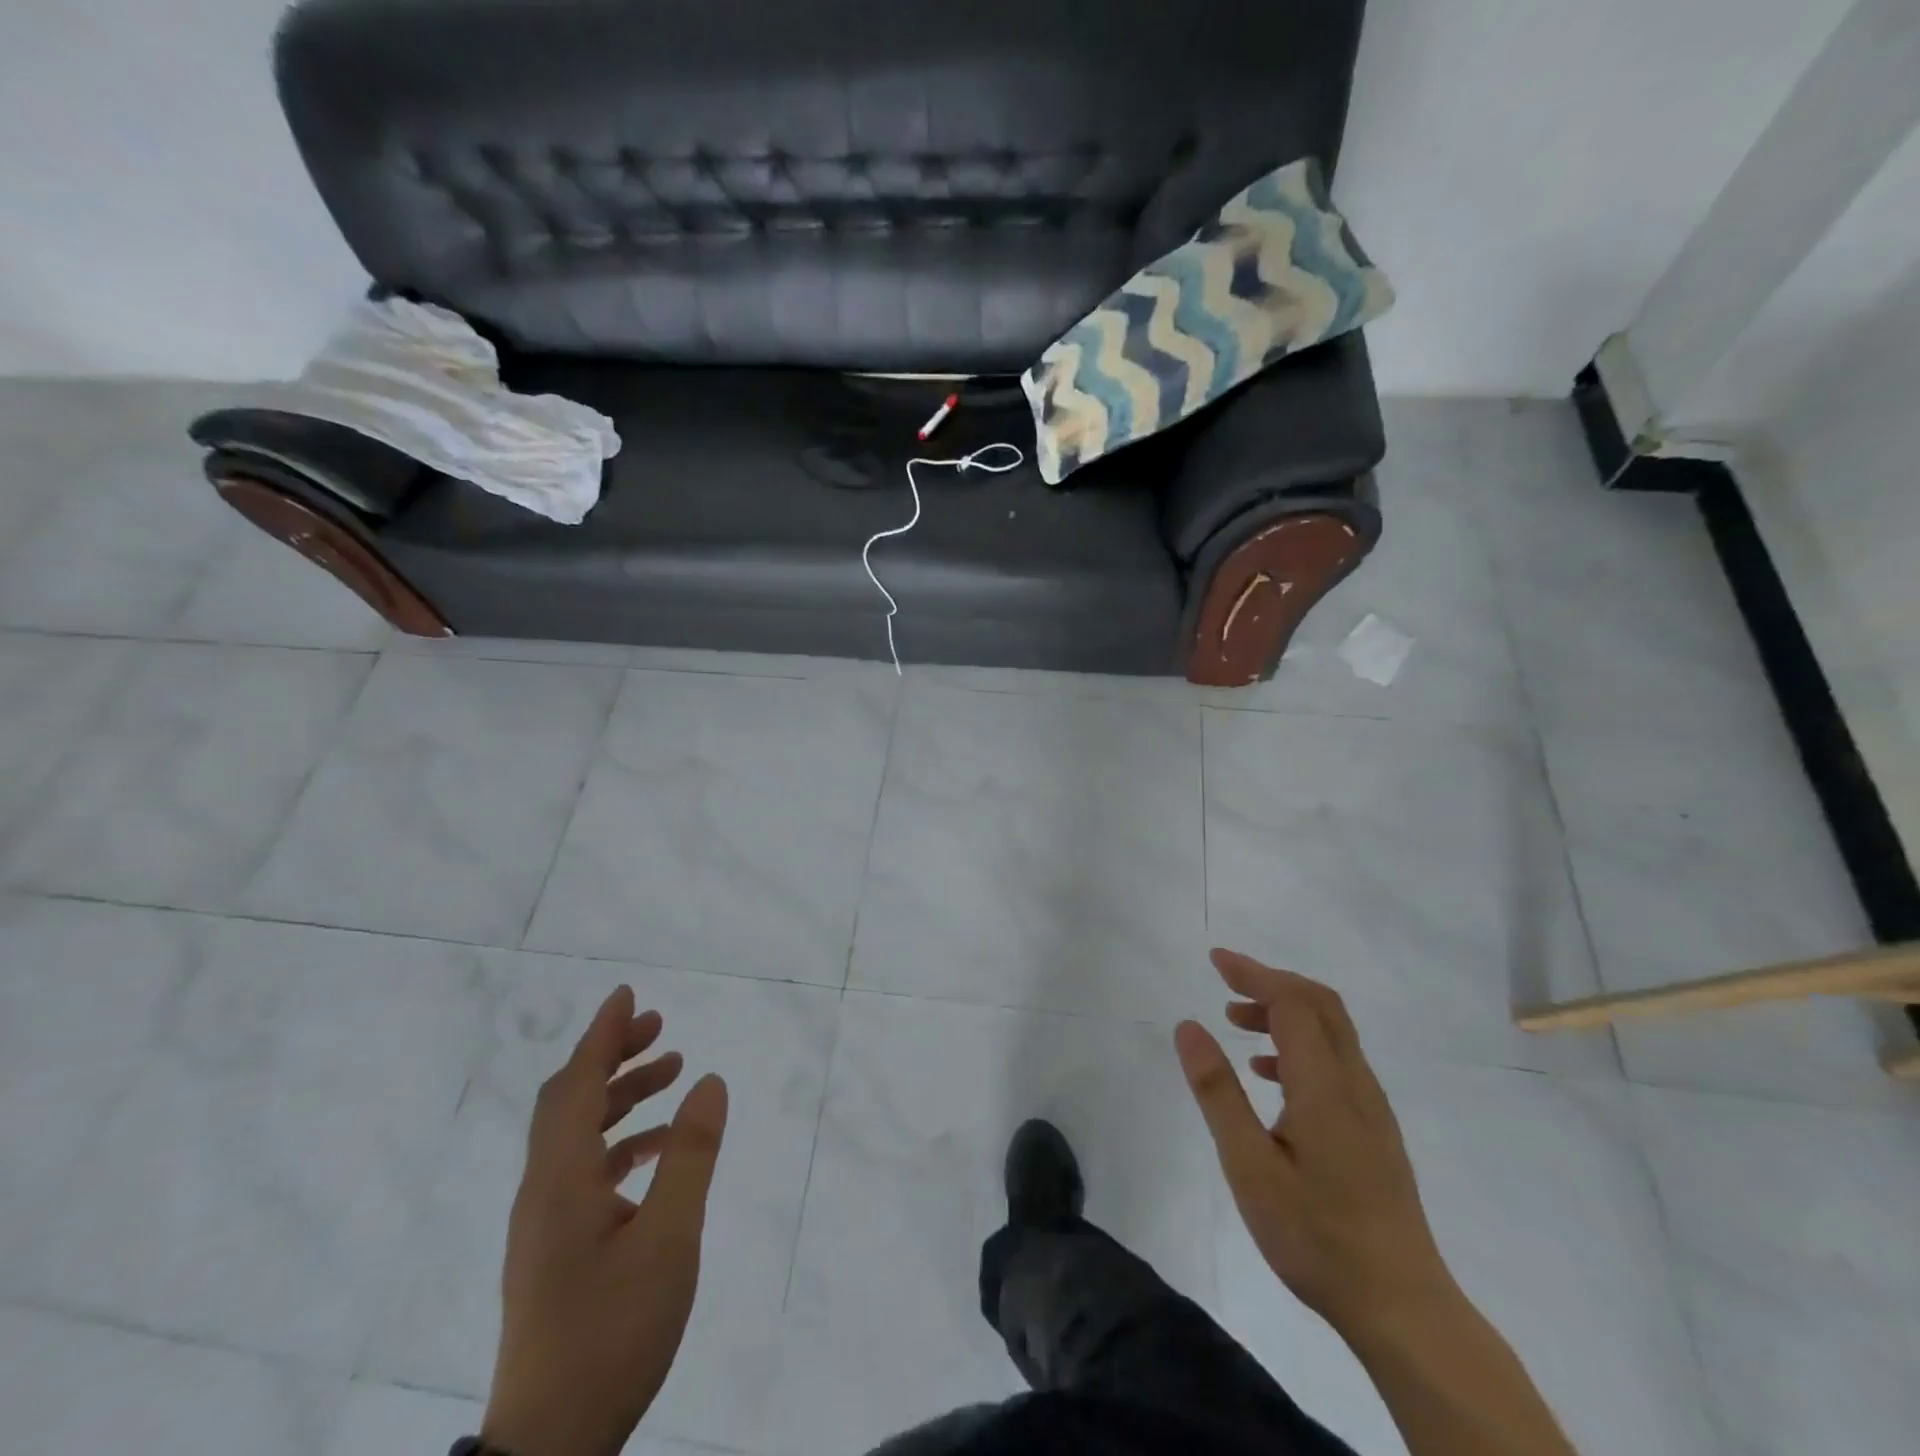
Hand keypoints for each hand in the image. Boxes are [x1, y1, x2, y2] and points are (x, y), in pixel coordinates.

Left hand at [481, 986, 728, 1455]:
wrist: (551, 1446)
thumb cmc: (612, 1333)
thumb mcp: (669, 1239)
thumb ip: (690, 1155)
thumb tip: (709, 1081)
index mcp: (560, 1181)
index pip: (575, 1084)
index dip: (602, 1035)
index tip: (628, 994)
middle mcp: (543, 1191)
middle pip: (569, 1101)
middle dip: (612, 1056)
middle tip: (659, 1028)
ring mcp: (544, 1223)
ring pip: (577, 1134)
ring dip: (620, 1096)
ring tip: (672, 1073)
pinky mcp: (554, 1248)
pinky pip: (584, 1168)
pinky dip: (620, 1141)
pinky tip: (658, 1150)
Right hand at [1175, 949, 1455, 1339]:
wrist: (1403, 1308)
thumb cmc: (1316, 1236)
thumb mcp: (1249, 1166)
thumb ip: (1218, 1091)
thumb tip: (1188, 1026)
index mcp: (1326, 1086)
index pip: (1293, 1002)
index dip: (1254, 973)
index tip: (1215, 960)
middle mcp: (1356, 1084)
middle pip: (1320, 1004)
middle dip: (1271, 982)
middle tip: (1225, 982)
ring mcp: (1371, 1108)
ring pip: (1331, 1031)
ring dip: (1284, 1012)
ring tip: (1236, 1023)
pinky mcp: (1374, 1130)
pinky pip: (1336, 1060)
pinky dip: (1298, 1044)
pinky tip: (1268, 1076)